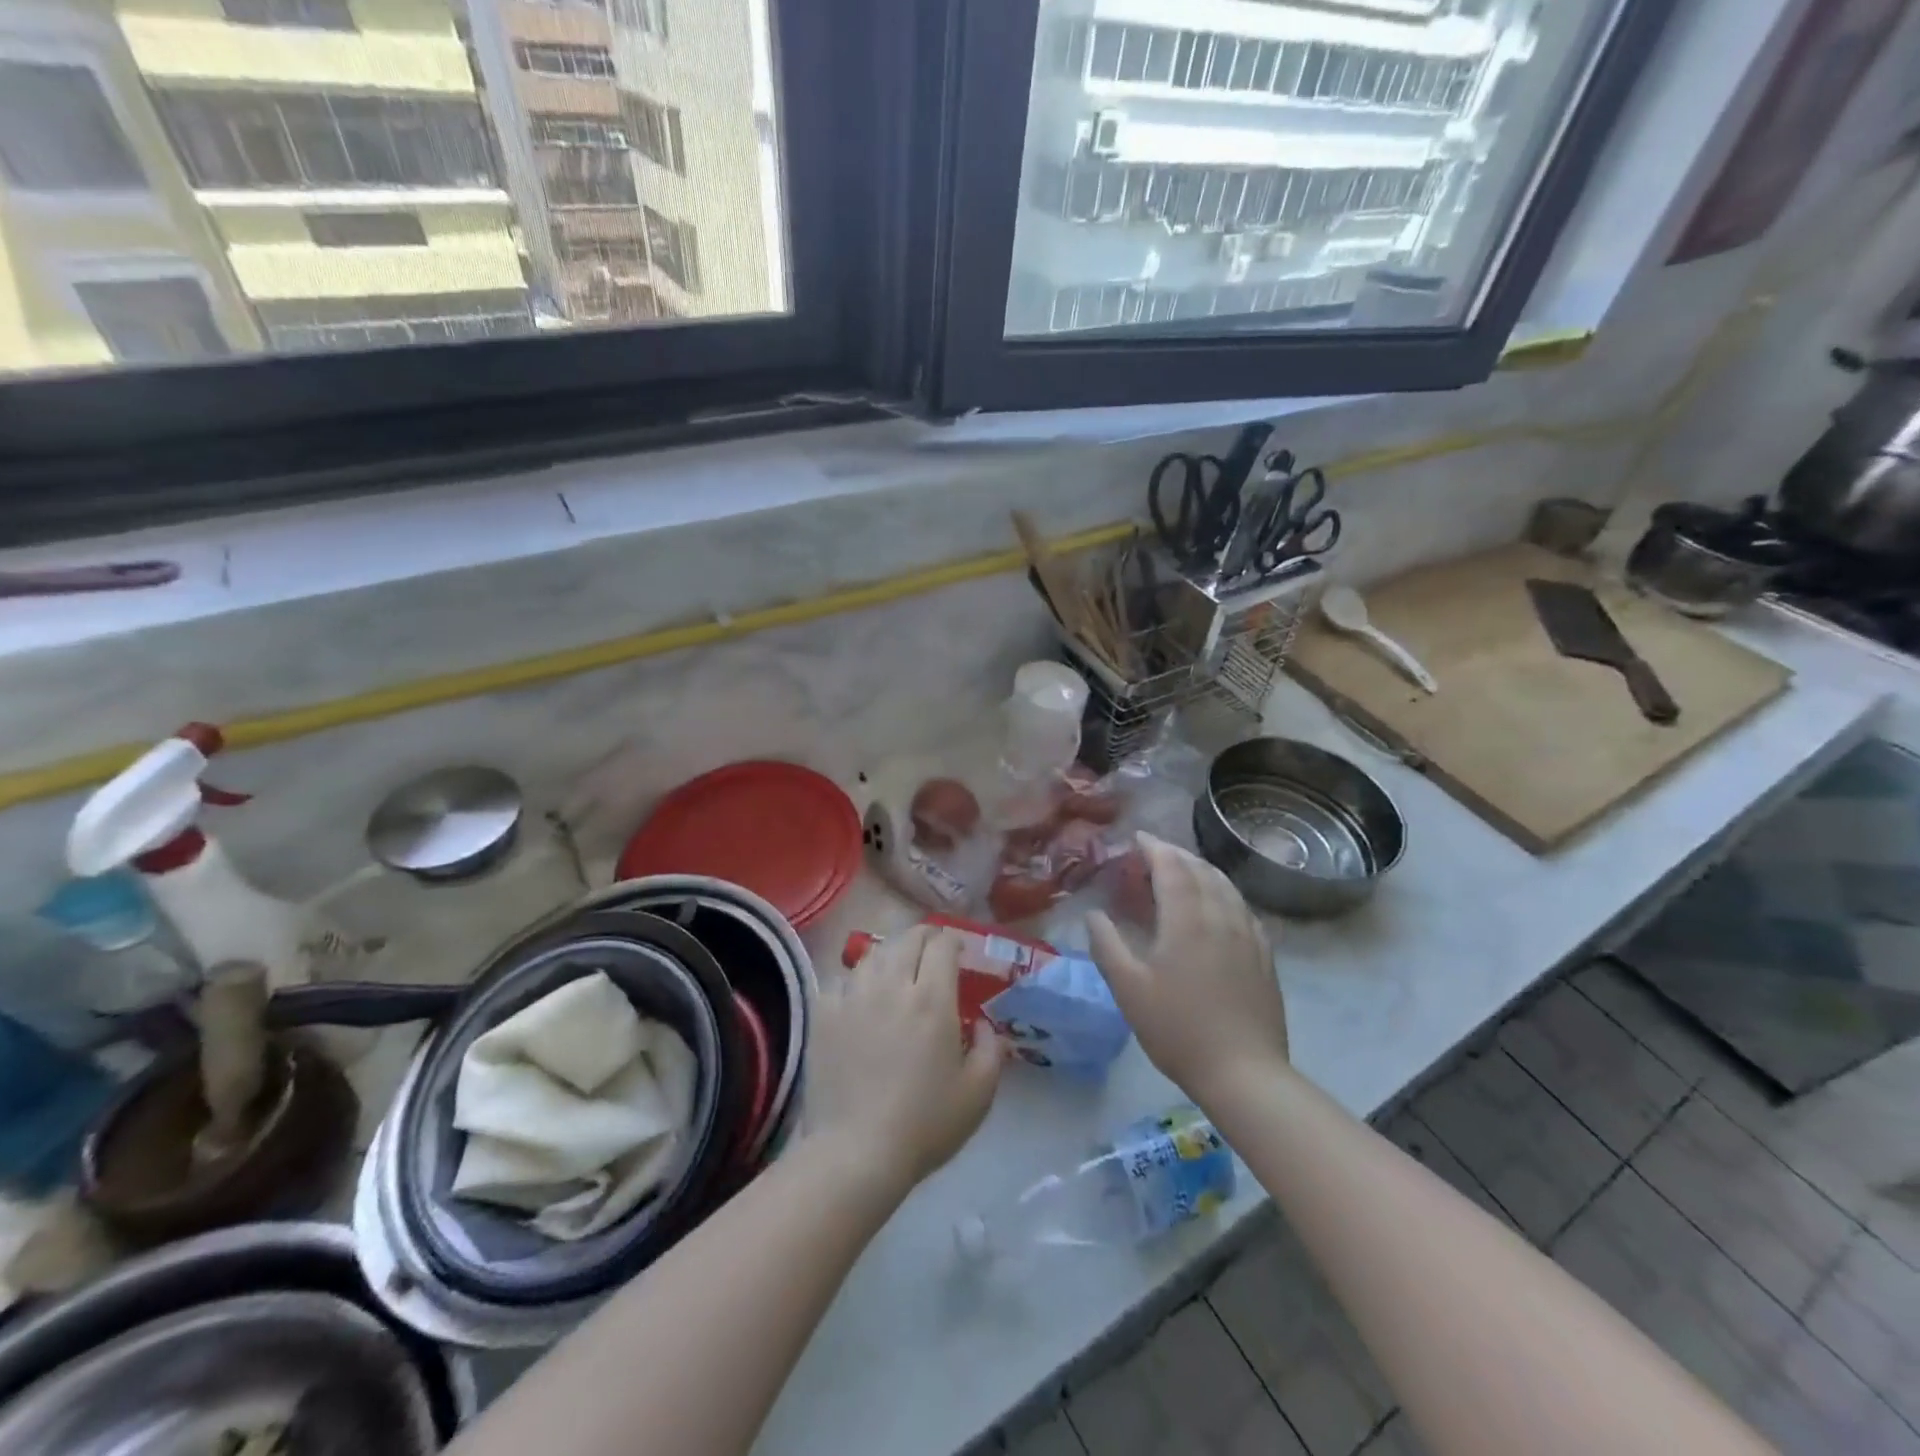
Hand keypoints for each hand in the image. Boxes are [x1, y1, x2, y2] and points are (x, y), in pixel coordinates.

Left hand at [804, 926, 1004, 1198]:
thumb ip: (990, 1049)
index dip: (952, 942)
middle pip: (907, 939)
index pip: (942, 946)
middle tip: (931, 953)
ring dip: (890, 954)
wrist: (855, 1152)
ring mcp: (853, 996)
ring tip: (895, 971)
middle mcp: (892, 985)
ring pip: (873, 954)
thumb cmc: (924, 1124)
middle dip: (924, 938)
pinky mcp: (824, 1014)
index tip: (958, 952)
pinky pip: (841, 980)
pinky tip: (860, 997)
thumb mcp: (978, 1093)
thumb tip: (983, 1024)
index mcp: (932, 999)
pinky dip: (856, 981)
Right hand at [1088, 833, 1288, 1106]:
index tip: (1138, 838)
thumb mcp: (1128, 989)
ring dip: (1202, 869)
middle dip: (1176, 854)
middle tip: (1154, 853)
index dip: (1154, 848)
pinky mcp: (1263, 954)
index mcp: (1187, 919)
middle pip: (1201, 870)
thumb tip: (1093, 914)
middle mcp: (1220, 916)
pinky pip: (1242, 907)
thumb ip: (1107, 945)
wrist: (1243, 1072)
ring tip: (1184, 870)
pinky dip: (1223, 892)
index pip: (1172, 867)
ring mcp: (1248, 935)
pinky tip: (1218, 904)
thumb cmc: (1177, 1029)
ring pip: (1226, 886)